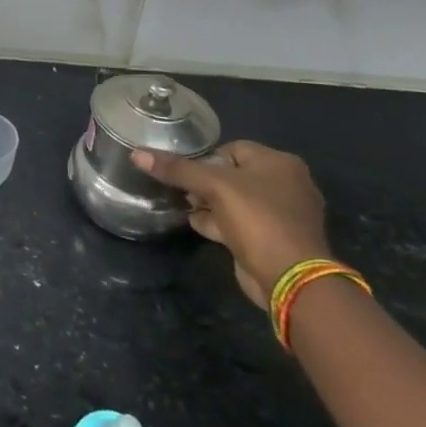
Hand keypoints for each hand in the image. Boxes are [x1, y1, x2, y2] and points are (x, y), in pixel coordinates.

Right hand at [132, 140, 329, 305]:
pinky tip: (199, 226)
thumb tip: (136, 154)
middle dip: (204, 183)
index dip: (205, 158)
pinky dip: (220, 222)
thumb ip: (176, 169)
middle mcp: (287, 184)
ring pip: (235, 200)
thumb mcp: (213, 187)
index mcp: (280, 163)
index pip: (232, 149)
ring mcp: (283, 214)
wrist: (289, 277)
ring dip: (210, 204)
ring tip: (186, 208)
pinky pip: (241, 222)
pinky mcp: (274, 238)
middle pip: (232, 174)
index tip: (185, 173)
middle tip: (183, 192)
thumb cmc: (257, 219)